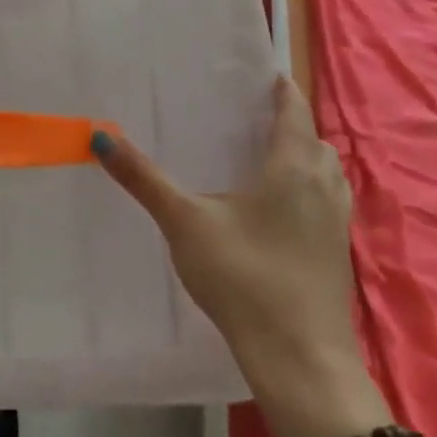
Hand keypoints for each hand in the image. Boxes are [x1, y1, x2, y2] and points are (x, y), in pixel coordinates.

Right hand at [94, 77, 386, 436]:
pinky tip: (272, 211)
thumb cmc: (243, 278)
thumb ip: (144, 178)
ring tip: (261, 159)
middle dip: (289, 124)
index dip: (281, 91)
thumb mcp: (184, 222)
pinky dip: (306, 188)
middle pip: (314, 141)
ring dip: (303, 157)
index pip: (294, 112)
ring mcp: (336, 224)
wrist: (300, 360)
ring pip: (326, 173)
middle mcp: (323, 188)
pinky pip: (325, 201)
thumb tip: (101, 136)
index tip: (262, 76)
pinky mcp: (336, 254)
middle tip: (248, 118)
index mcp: (292, 168)